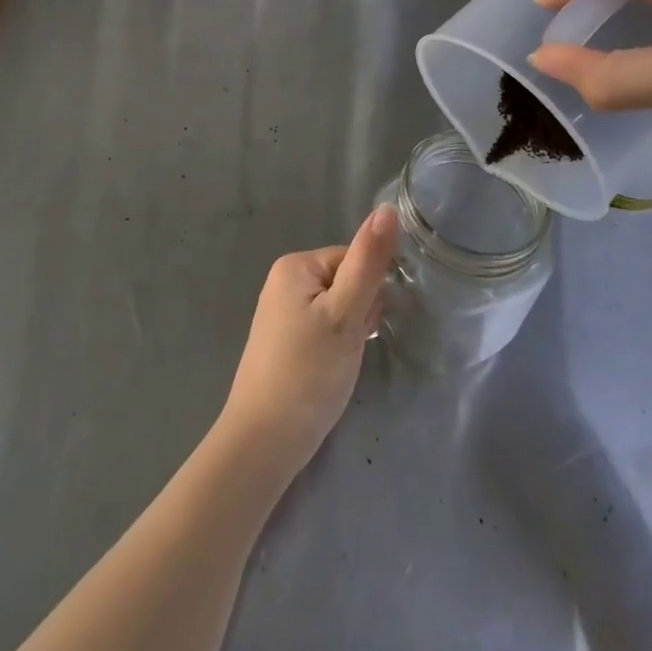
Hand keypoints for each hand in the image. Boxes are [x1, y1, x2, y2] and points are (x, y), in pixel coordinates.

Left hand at [217, 207, 398, 476]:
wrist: (264, 441)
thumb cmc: (308, 372)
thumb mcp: (346, 314)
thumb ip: (369, 262)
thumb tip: (388, 209)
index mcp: (295, 264)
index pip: (354, 259)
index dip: (369, 293)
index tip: (364, 326)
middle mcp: (284, 280)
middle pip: (346, 282)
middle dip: (359, 314)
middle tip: (350, 349)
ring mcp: (282, 313)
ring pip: (338, 309)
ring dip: (350, 333)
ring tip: (340, 365)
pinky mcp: (284, 342)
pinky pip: (323, 329)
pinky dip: (335, 348)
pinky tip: (330, 373)